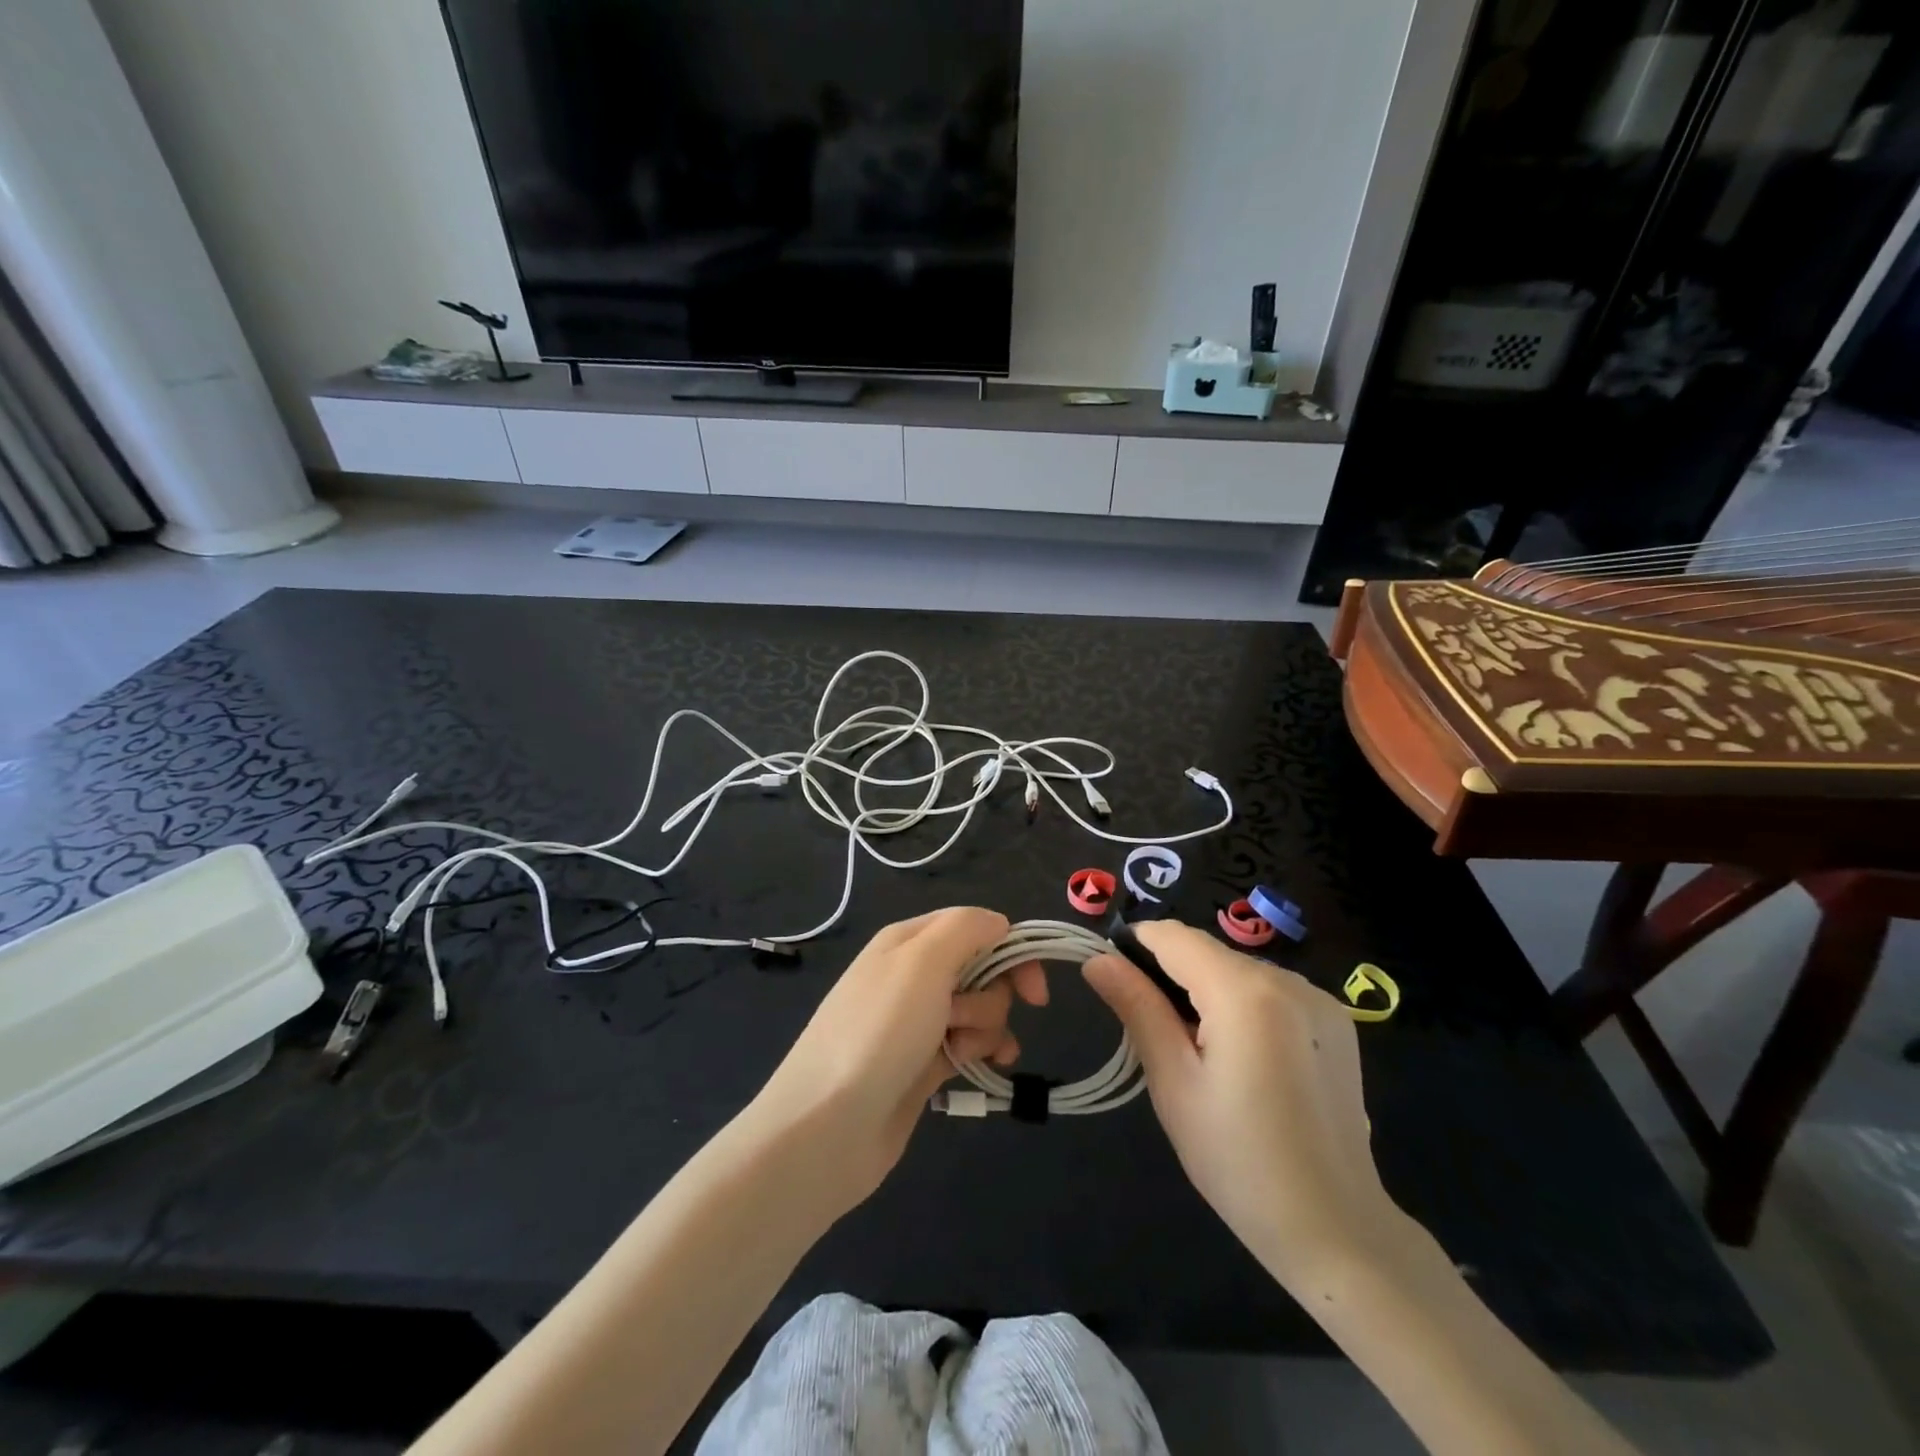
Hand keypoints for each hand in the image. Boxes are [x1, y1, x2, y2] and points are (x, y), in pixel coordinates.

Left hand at [748, 908, 1044, 1210]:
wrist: (828, 1125)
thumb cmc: (879, 1031)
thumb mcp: (922, 961)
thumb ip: (966, 928)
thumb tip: (999, 924)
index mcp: (909, 941)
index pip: (976, 927)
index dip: (1011, 952)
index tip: (1033, 991)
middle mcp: (913, 974)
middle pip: (981, 969)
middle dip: (989, 997)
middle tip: (961, 1020)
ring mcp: (917, 1021)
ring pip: (979, 1009)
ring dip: (984, 1028)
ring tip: (959, 1052)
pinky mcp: (922, 1063)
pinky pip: (969, 1043)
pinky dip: (983, 1051)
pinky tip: (990, 1067)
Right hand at [1083, 920, 1399, 1285]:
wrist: (1337, 1230)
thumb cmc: (1239, 1161)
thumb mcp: (1173, 1083)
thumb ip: (1137, 1008)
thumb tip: (1097, 960)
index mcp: (1245, 992)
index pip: (1174, 936)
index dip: (1136, 947)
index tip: (1116, 983)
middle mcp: (1288, 979)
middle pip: (1208, 952)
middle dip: (1172, 976)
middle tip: (1157, 1036)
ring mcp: (1319, 999)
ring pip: (1238, 970)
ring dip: (1208, 991)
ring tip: (1201, 1053)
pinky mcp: (1337, 1022)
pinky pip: (1270, 991)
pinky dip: (1243, 1005)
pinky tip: (1246, 1059)